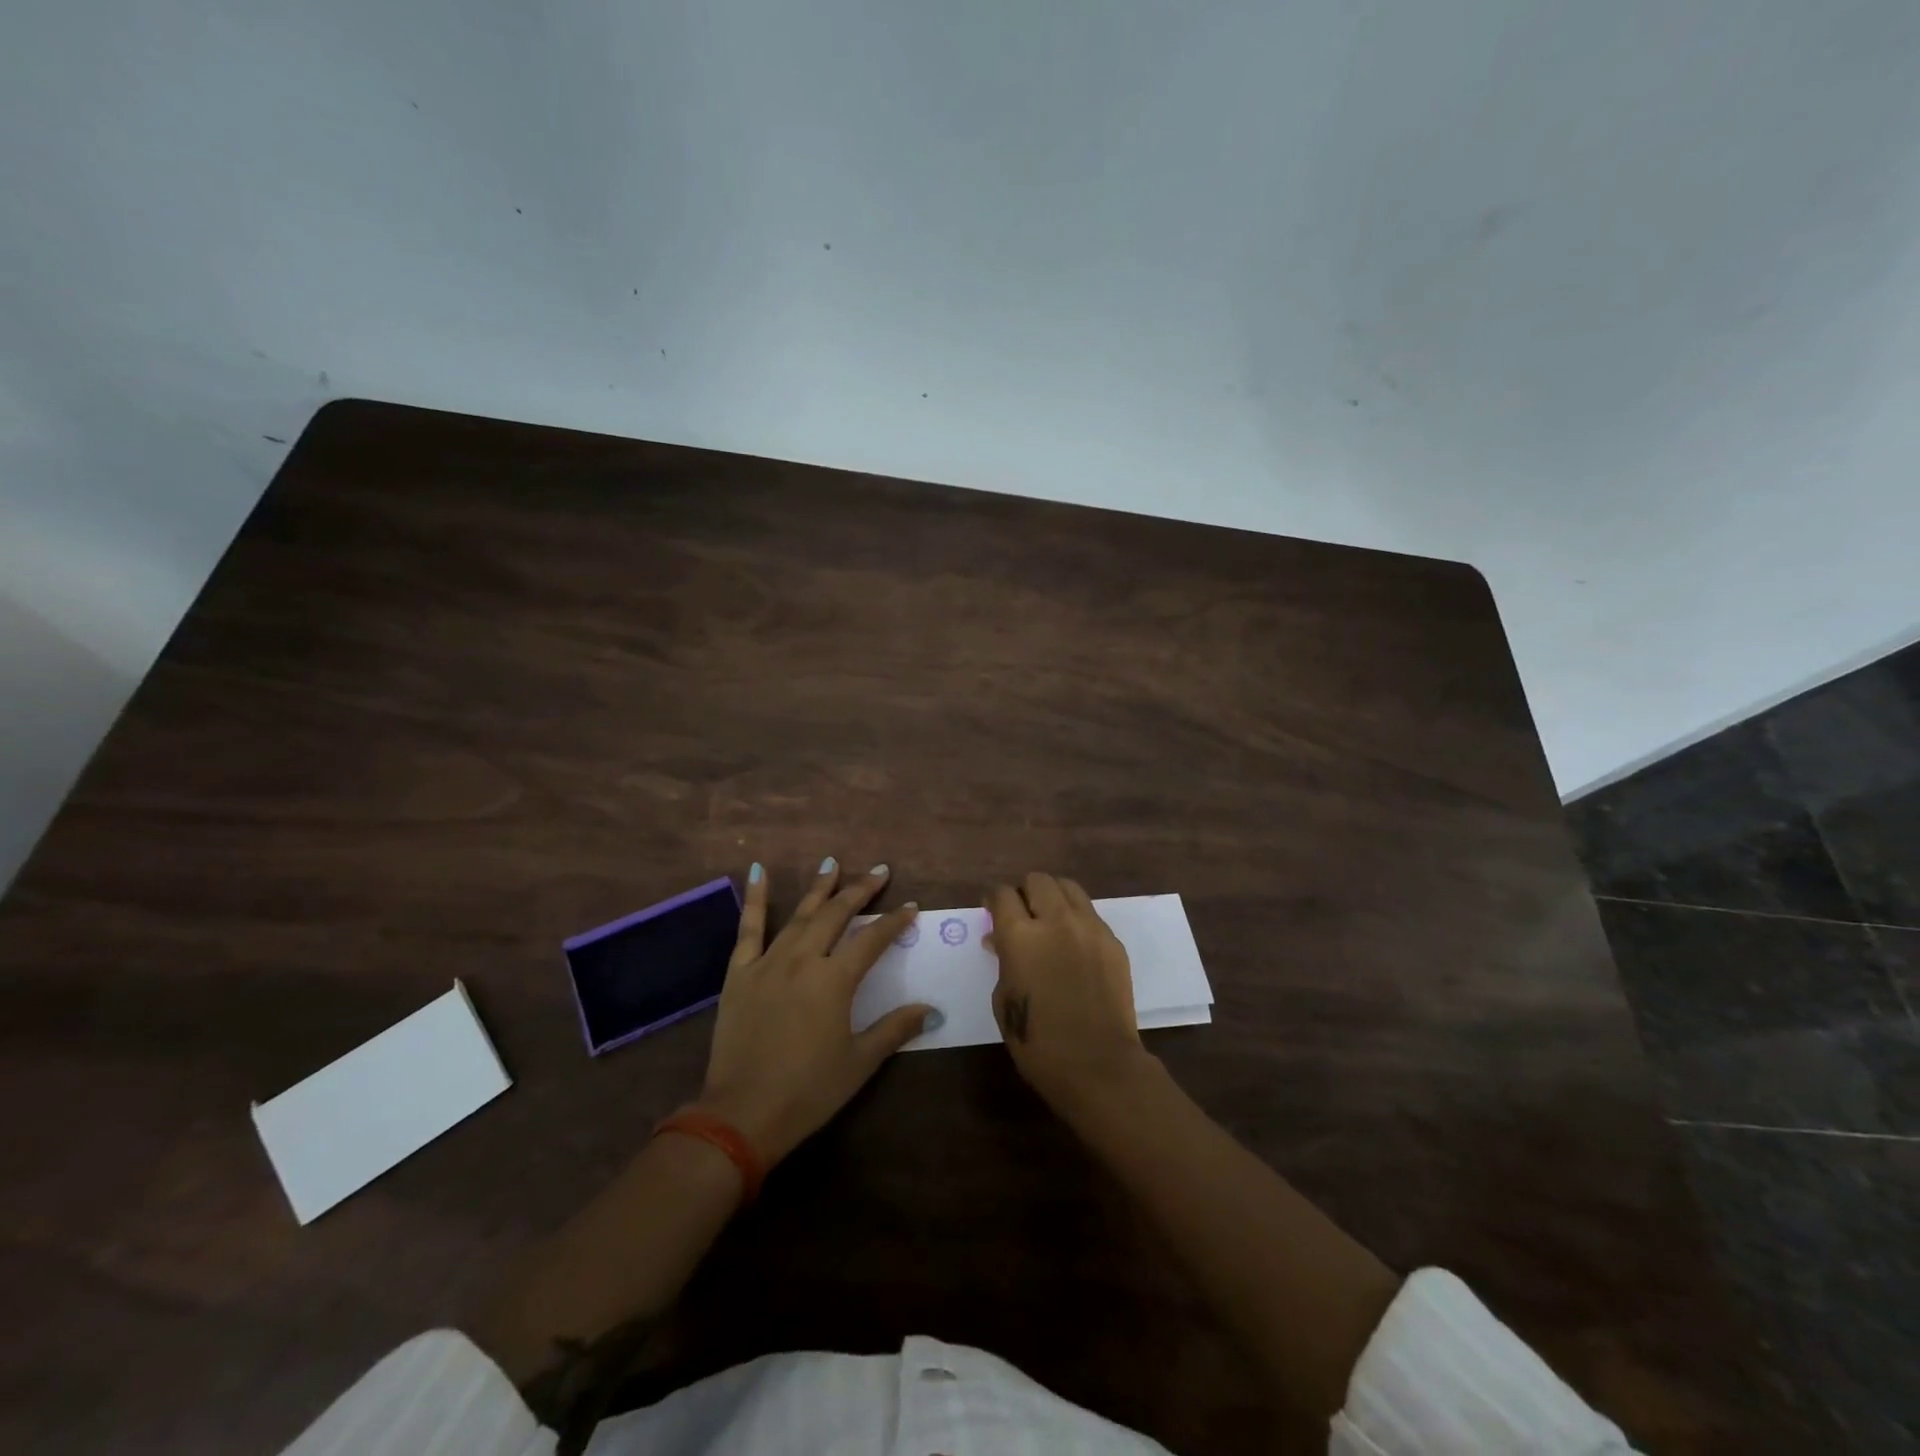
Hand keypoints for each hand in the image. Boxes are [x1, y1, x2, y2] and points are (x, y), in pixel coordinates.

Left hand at [698, 857, 932, 1165]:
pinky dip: (754, 898)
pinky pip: (748, 928)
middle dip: (860, 890)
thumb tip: (931, 1009)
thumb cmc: (808, 1091)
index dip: (894, 921)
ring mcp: (768, 962)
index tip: (911, 905)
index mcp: (835, 980)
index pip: (872, 939)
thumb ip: (895, 1029)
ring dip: (819, 888)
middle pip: (836, 915)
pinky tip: (757, 871)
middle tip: (879, 871)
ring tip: (833, 862)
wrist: (742, 1114)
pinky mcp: (739, 973)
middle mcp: (803, 960)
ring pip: (799, 915)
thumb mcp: (859, 1062)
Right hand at [985, 872, 1154, 1113]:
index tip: (992, 910)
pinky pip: (1090, 914)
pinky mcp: (1112, 941)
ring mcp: (1089, 928)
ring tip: (1049, 919)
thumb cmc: (1037, 1042)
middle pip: (1037, 880)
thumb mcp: (1003, 1000)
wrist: (1097, 1064)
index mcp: (1020, 936)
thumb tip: (1000, 940)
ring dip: (1053, 897)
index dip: (994, 899)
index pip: (1002, 894)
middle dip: (1025, 892)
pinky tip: (1073, 944)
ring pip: (1068, 888)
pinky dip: (1076, 919)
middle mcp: (1055, 920)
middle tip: (1022, 915)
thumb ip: (1002, 960)